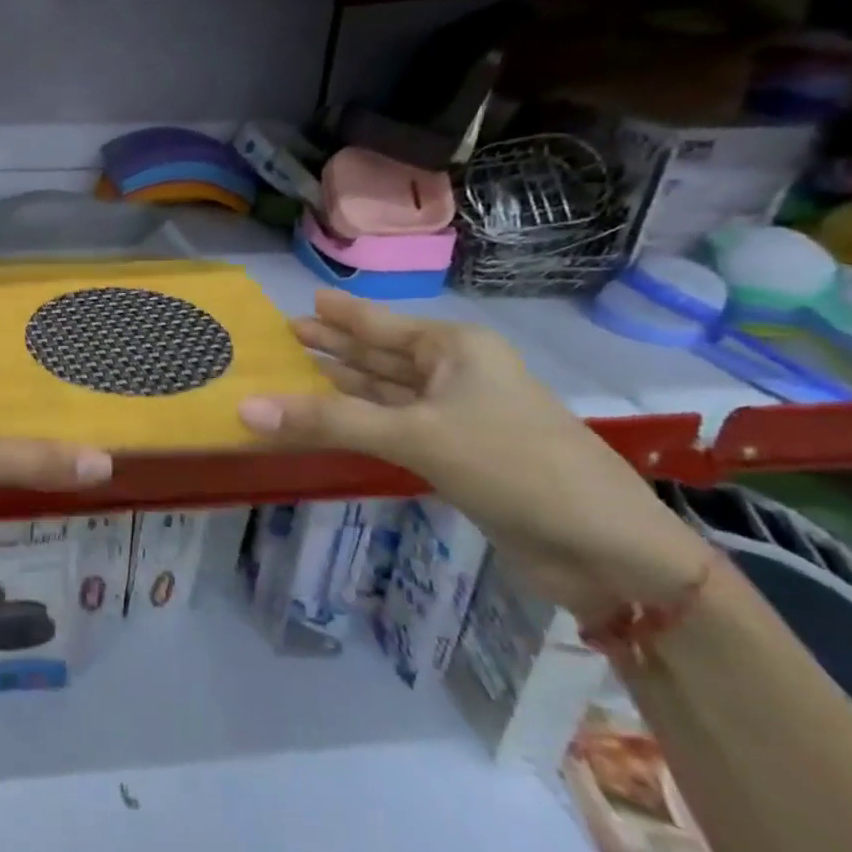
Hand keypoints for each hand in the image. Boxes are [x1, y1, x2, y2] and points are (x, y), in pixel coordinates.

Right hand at [238, 290, 708, 621]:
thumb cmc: (513, 466)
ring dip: (341, 388)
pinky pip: (393, 427)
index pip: (380, 323)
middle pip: (380, 355)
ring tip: (293, 376)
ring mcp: (458, 416)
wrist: (607, 549)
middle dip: (333, 347)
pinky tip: (329, 422)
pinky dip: (359, 423)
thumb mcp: (416, 436)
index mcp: (455, 348)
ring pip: (385, 393)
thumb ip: (328, 421)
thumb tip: (244, 408)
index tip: (303, 301)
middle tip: (283, 337)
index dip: (341, 314)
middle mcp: (456, 373)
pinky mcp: (458, 455)